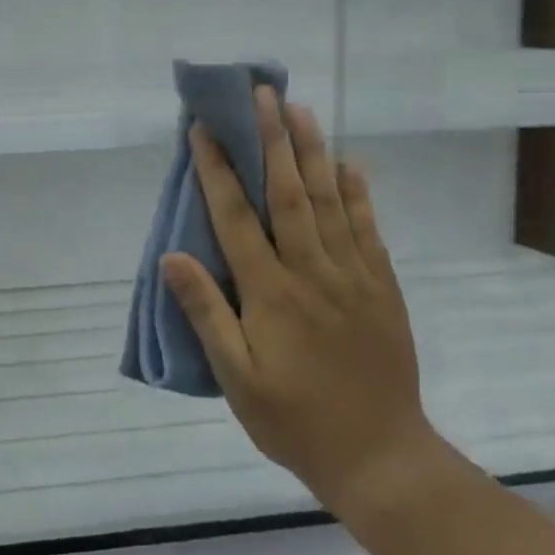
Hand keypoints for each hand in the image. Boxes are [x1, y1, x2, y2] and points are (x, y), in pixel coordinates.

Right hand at [159, 88, 436, 516]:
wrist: (381, 459)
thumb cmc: (293, 420)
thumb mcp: (236, 378)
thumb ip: (205, 313)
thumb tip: (171, 257)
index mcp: (270, 293)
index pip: (236, 217)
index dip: (217, 170)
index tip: (203, 129)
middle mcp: (311, 272)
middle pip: (288, 193)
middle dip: (271, 140)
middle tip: (262, 94)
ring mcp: (353, 277)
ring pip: (330, 201)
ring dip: (312, 152)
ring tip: (300, 110)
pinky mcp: (382, 288)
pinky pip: (368, 230)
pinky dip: (357, 194)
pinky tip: (349, 164)